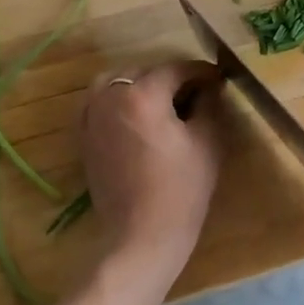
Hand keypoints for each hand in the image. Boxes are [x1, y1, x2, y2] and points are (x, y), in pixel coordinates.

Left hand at [81, 61, 223, 288]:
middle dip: (170, 76)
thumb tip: (210, 87)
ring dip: (138, 82)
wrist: (142, 236)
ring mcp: (92, 117)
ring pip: (114, 81)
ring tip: (161, 99)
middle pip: (143, 71)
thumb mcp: (207, 141)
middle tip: (195, 92)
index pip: (176, 69)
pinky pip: (97, 102)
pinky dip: (115, 99)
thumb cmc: (181, 189)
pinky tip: (134, 114)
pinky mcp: (84, 138)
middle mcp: (111, 98)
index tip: (219, 79)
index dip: (201, 72)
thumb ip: (209, 104)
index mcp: (143, 95)